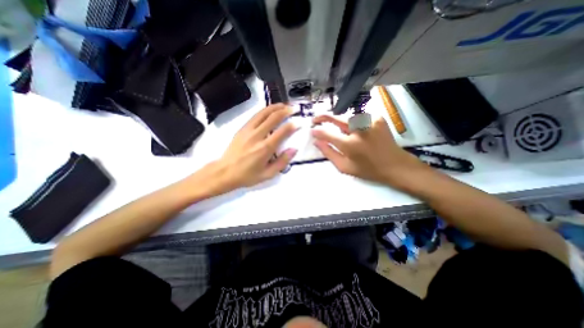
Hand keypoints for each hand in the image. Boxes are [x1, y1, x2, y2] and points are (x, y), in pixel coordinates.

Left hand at [203, 104, 296, 191]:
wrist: (224, 172)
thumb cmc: (248, 176)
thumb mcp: (268, 174)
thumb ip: (282, 162)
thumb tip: (294, 149)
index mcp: (265, 148)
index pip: (282, 132)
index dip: (292, 125)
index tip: (299, 122)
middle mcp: (257, 136)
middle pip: (273, 118)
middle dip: (285, 111)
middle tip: (294, 108)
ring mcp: (248, 130)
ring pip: (263, 113)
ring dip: (275, 107)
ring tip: (284, 105)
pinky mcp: (242, 129)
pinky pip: (255, 116)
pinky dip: (264, 111)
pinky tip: (269, 110)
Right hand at [310, 114, 426, 186]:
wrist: (395, 165)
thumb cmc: (367, 169)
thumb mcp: (344, 167)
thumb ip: (329, 153)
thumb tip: (316, 141)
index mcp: (350, 144)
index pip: (327, 134)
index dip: (317, 131)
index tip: (312, 130)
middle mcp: (359, 129)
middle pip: (336, 118)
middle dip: (323, 117)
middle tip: (316, 120)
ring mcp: (370, 121)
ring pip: (347, 117)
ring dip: (341, 123)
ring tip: (341, 131)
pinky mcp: (377, 118)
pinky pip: (359, 118)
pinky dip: (354, 123)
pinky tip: (357, 131)